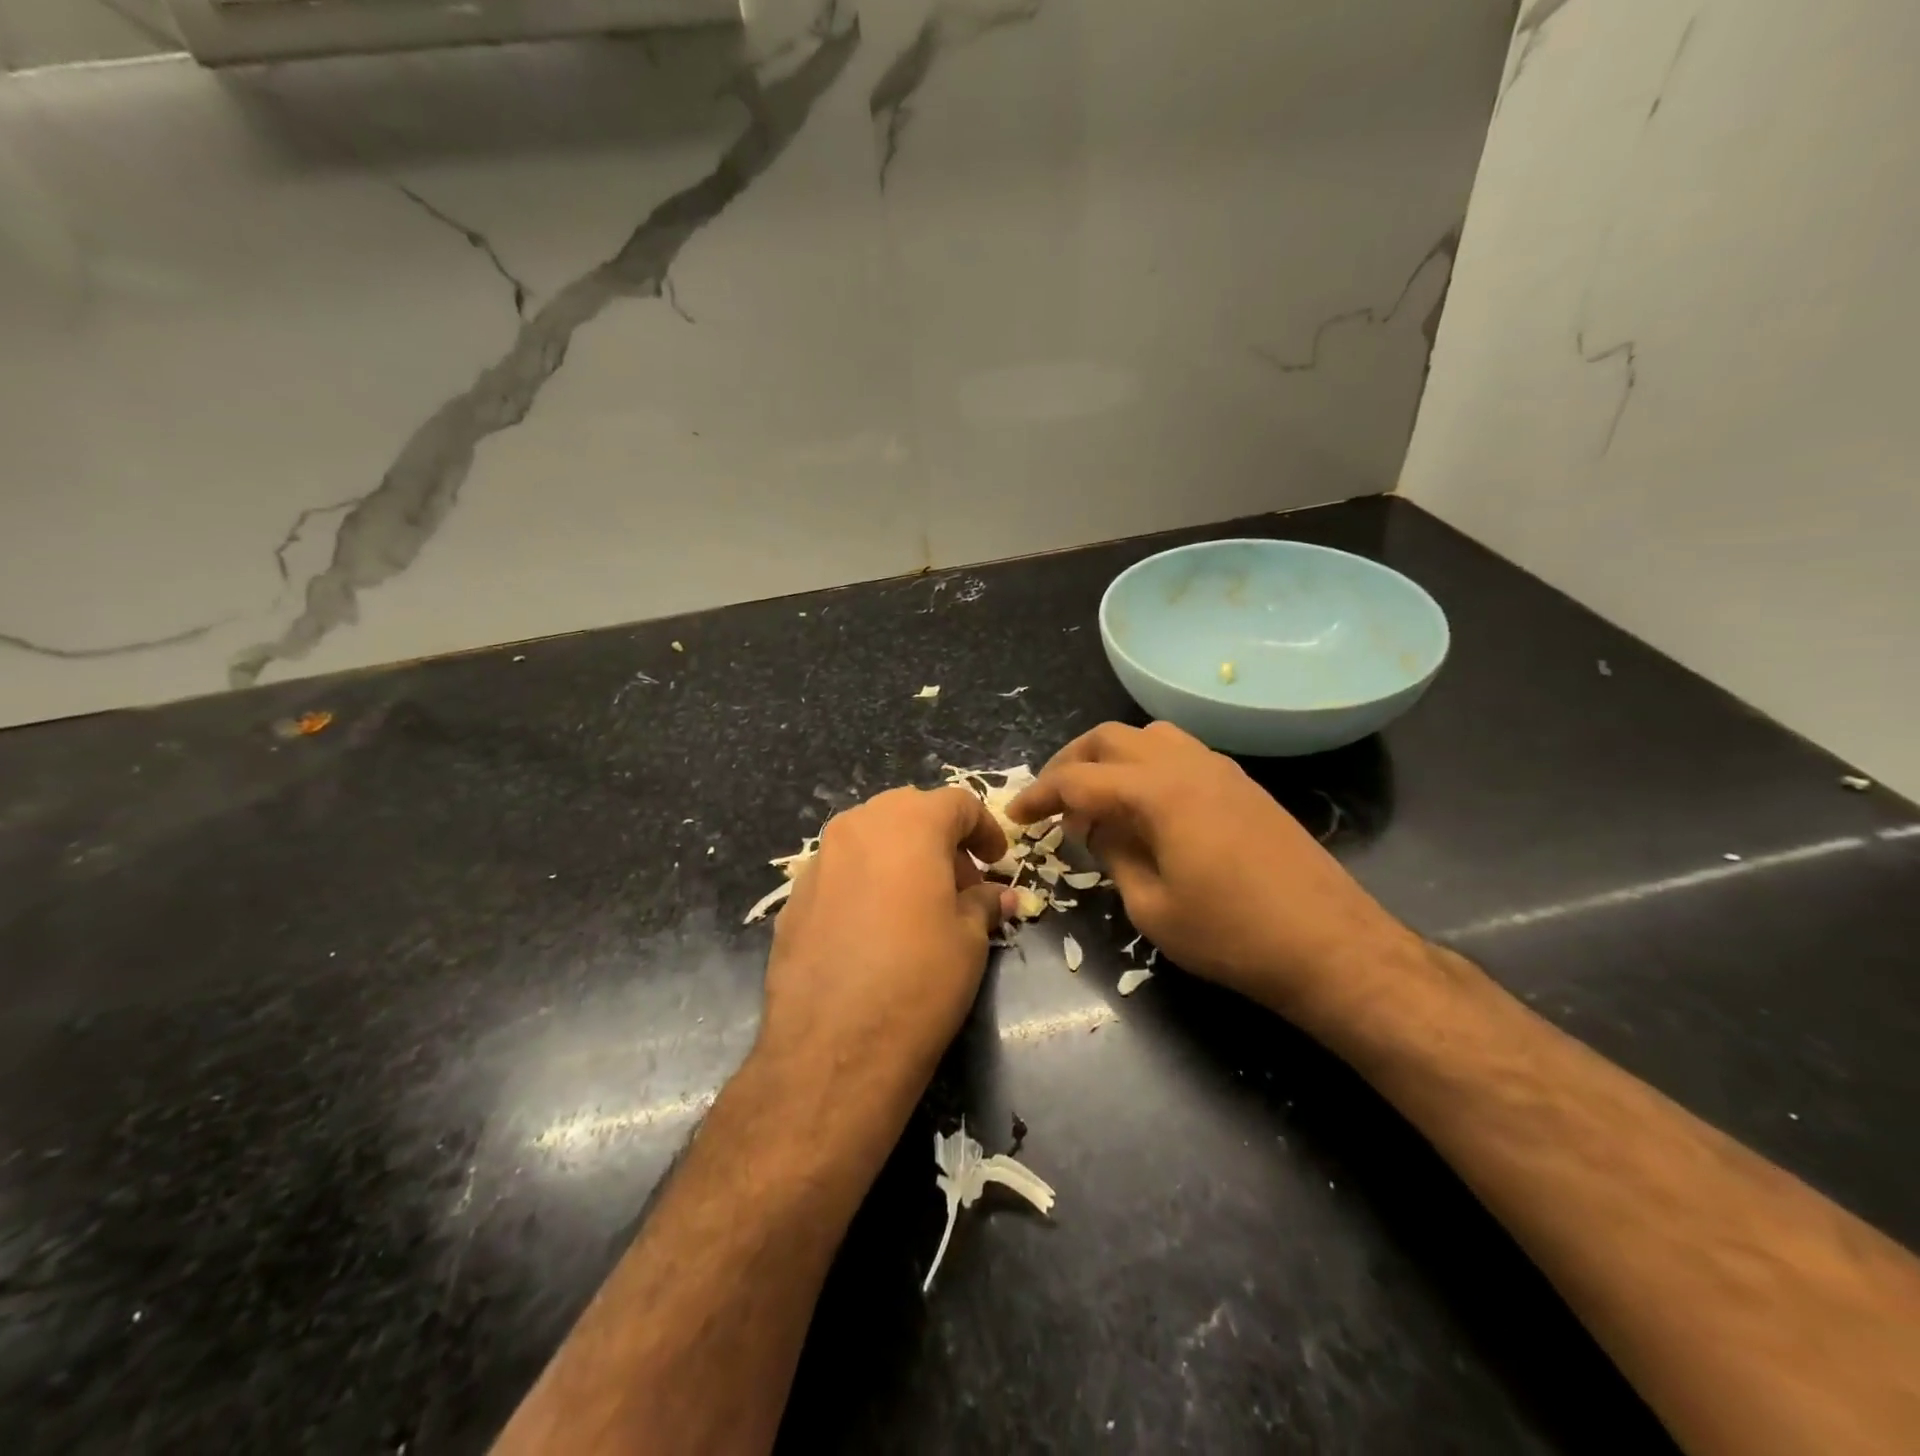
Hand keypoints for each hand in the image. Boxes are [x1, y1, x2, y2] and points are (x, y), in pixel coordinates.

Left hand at [760, 786, 1014, 1099]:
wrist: (833, 1047)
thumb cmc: (919, 981)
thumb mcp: (969, 940)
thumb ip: (983, 903)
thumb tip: (997, 896)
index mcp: (909, 823)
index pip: (957, 803)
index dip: (984, 828)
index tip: (997, 862)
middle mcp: (858, 826)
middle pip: (909, 812)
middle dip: (940, 841)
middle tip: (960, 886)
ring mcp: (819, 859)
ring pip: (870, 839)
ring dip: (900, 858)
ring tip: (918, 907)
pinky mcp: (793, 896)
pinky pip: (841, 872)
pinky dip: (866, 883)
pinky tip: (874, 930)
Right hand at [1008, 722, 1420, 1025]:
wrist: (1331, 946)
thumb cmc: (1232, 935)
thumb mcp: (1152, 906)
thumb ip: (1113, 854)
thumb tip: (1094, 826)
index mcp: (1158, 791)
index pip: (1079, 779)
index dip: (1040, 795)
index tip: (1015, 815)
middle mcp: (1187, 763)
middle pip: (1110, 739)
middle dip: (1070, 763)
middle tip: (1050, 800)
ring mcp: (1220, 769)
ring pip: (1148, 737)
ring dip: (1111, 759)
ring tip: (1096, 801)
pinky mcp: (1242, 785)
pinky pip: (1179, 754)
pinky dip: (1146, 768)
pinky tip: (1145, 808)